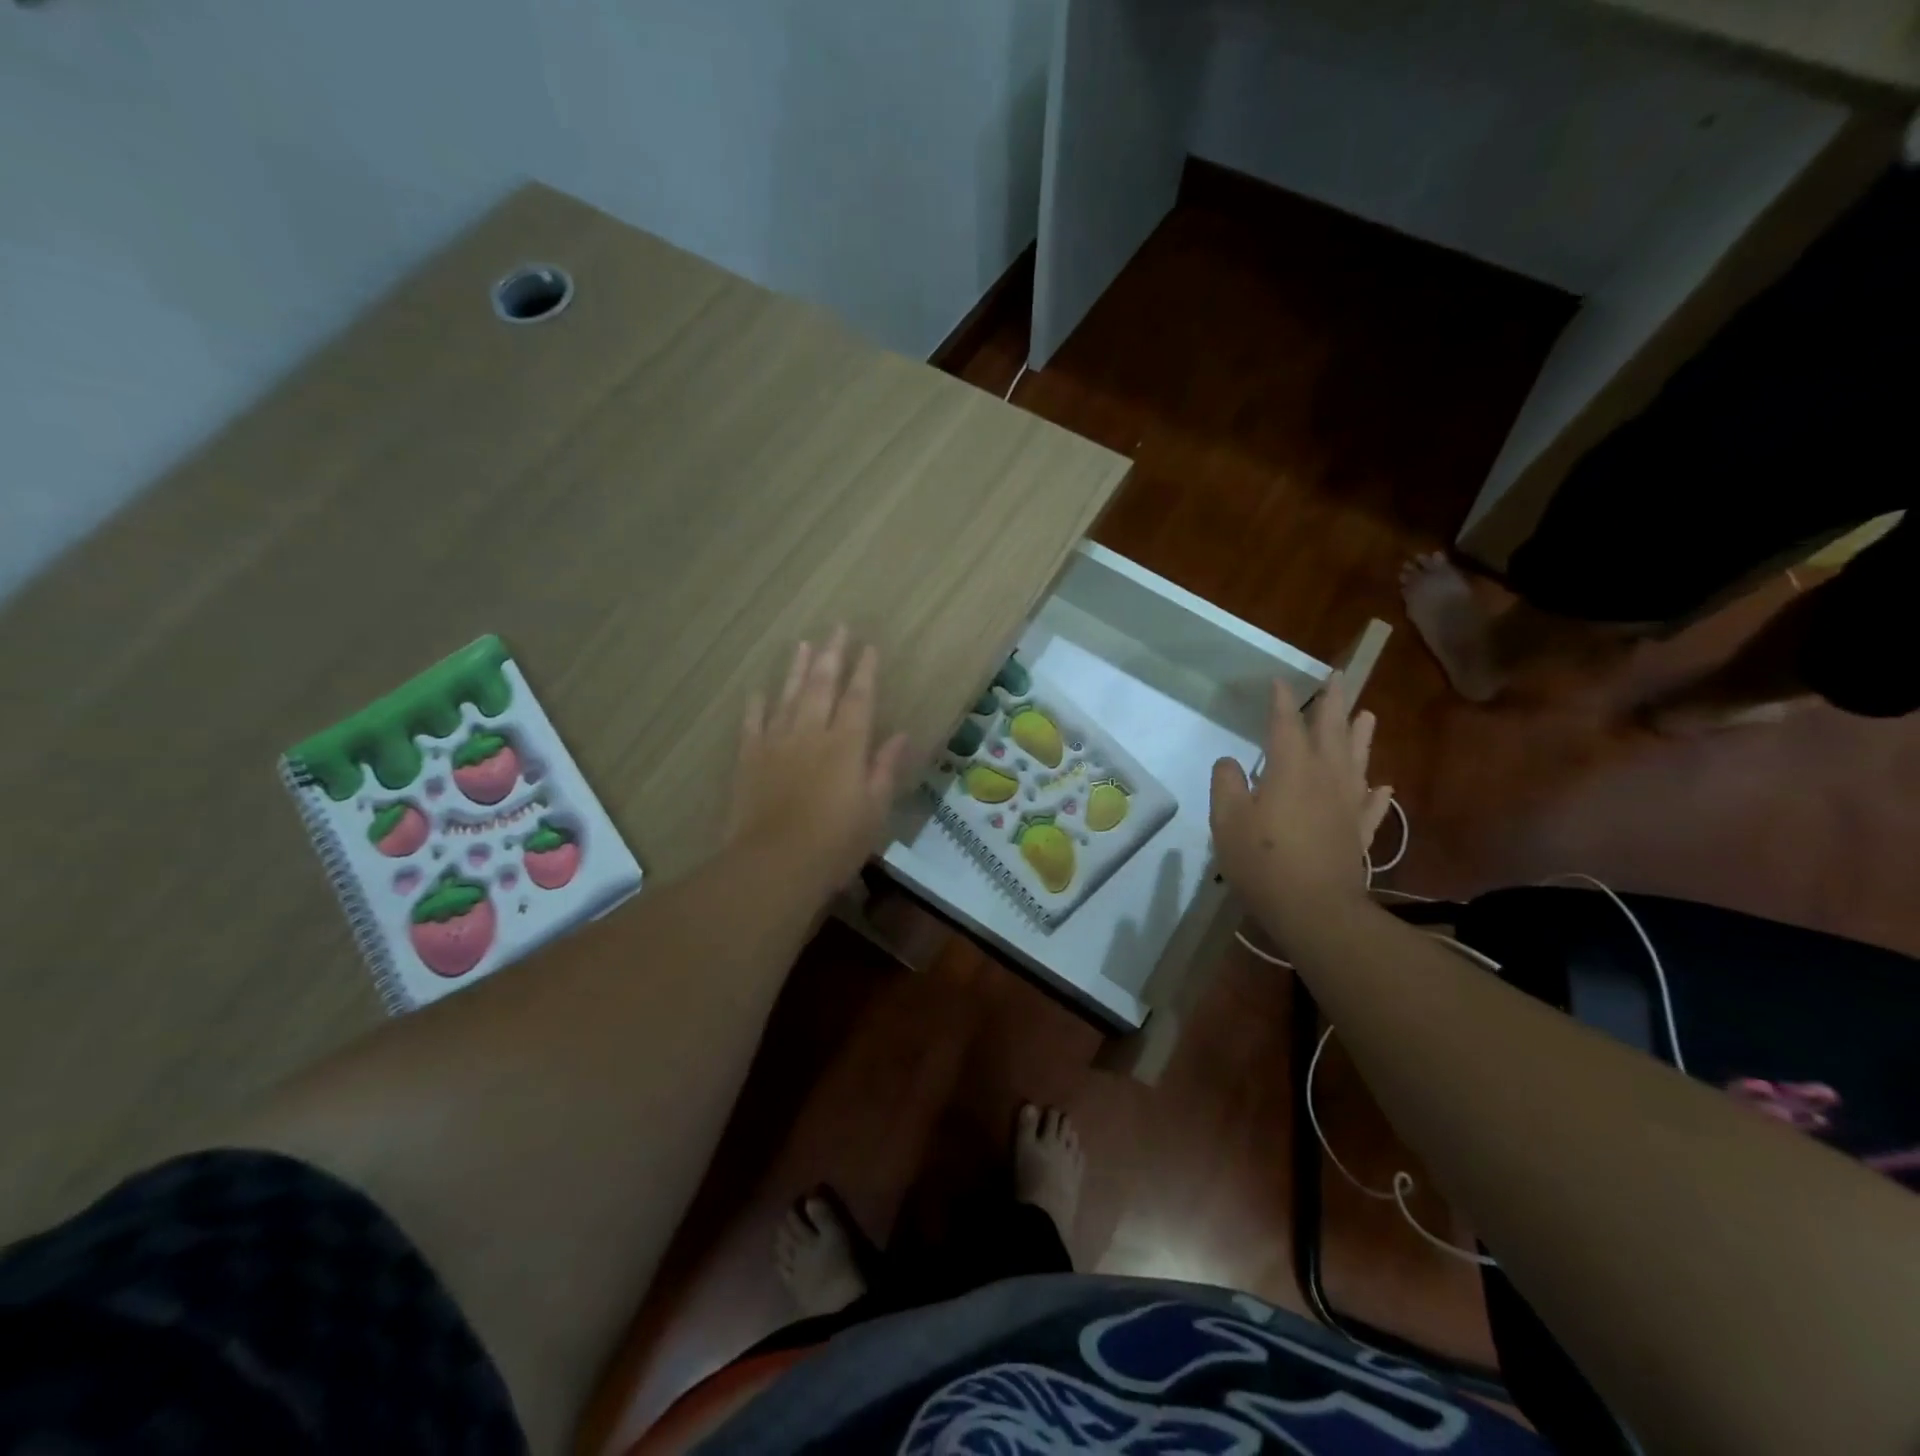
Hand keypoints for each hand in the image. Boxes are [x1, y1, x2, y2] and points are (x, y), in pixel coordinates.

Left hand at [729, 627, 908, 898]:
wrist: (774, 864)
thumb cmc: (834, 843)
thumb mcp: (874, 810)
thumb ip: (885, 768)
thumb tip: (902, 734)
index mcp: (847, 745)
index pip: (860, 698)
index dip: (865, 671)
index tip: (869, 647)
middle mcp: (812, 733)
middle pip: (822, 685)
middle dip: (831, 655)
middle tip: (836, 628)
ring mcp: (776, 743)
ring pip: (788, 696)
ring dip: (796, 669)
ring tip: (802, 644)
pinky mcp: (749, 759)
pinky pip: (753, 723)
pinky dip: (757, 704)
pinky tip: (759, 691)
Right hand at [1210, 674, 1391, 946]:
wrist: (1314, 909)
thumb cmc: (1263, 860)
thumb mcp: (1226, 820)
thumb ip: (1226, 784)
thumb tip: (1231, 763)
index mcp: (1291, 768)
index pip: (1286, 723)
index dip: (1282, 701)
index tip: (1279, 681)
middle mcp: (1325, 777)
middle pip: (1332, 731)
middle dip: (1332, 702)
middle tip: (1338, 677)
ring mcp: (1347, 804)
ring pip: (1358, 760)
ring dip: (1361, 735)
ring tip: (1367, 714)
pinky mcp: (1358, 832)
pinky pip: (1372, 806)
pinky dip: (1377, 794)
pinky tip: (1382, 786)